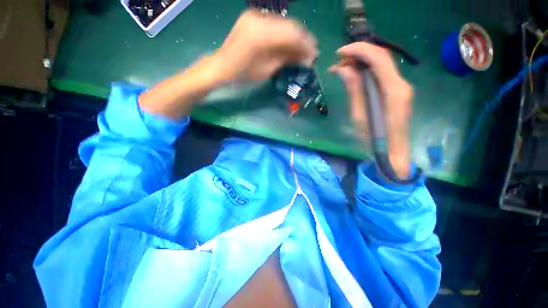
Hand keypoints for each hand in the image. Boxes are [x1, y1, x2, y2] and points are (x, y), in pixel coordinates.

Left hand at [211, 9, 317, 82]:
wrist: (222, 66)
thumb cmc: (243, 74)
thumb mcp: (267, 70)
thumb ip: (287, 59)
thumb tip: (306, 57)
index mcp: (261, 34)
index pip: (292, 34)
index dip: (306, 44)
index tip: (314, 55)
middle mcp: (259, 18)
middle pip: (290, 25)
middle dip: (303, 40)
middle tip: (311, 53)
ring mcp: (255, 15)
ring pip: (284, 23)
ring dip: (295, 37)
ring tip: (302, 50)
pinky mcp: (253, 17)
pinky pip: (275, 24)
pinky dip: (284, 34)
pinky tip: (289, 44)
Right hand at [330, 42, 412, 178]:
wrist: (393, 155)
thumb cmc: (374, 141)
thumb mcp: (359, 117)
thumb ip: (354, 91)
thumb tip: (343, 69)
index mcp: (394, 91)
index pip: (379, 58)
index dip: (359, 50)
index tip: (339, 53)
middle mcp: (402, 84)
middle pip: (382, 57)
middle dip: (358, 55)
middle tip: (338, 63)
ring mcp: (401, 88)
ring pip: (381, 64)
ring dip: (361, 63)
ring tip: (341, 70)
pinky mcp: (397, 92)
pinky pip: (381, 74)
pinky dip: (366, 71)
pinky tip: (354, 76)